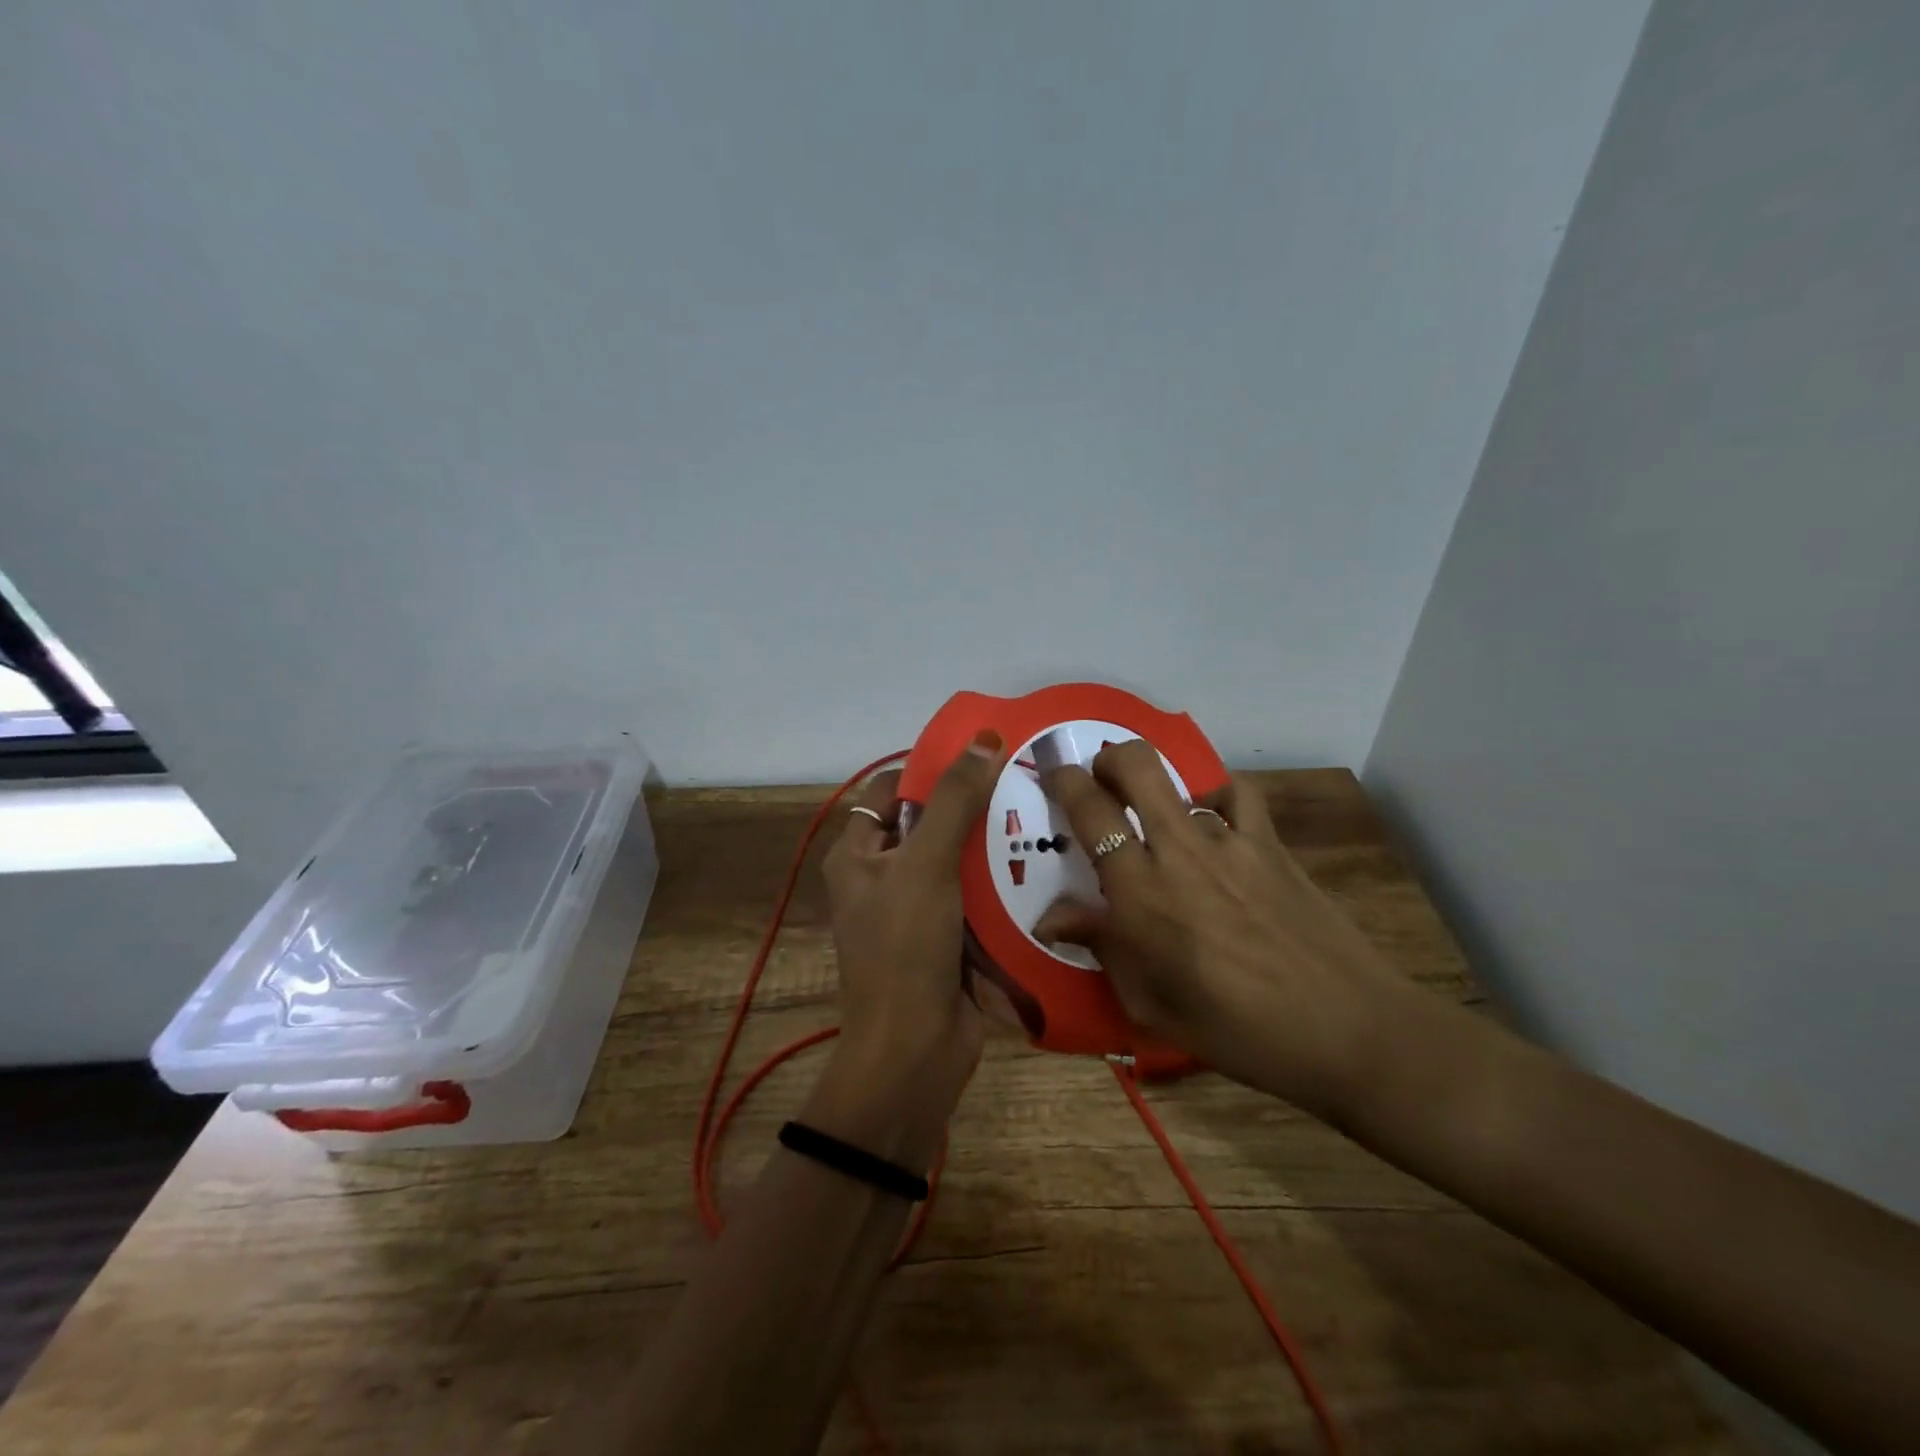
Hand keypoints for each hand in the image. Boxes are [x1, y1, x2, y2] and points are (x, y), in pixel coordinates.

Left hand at [810, 733, 1006, 1164]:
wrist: (915, 1053)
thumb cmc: (905, 948)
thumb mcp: (925, 864)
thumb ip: (954, 801)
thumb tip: (983, 738)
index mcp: (857, 855)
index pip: (890, 790)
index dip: (930, 768)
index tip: (981, 752)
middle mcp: (882, 877)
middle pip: (928, 824)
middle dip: (970, 805)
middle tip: (1023, 779)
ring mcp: (916, 910)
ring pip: (956, 861)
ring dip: (990, 844)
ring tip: (1041, 813)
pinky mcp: (947, 938)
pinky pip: (974, 897)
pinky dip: (999, 882)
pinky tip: (1041, 863)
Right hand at [1037, 740, 1417, 1116]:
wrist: (1346, 1029)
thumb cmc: (1236, 1030)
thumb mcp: (1151, 1004)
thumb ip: (1100, 947)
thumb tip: (1051, 918)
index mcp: (1139, 892)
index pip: (1089, 811)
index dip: (1064, 781)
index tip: (1054, 775)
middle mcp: (1179, 851)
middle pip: (1135, 766)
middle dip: (1108, 758)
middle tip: (1099, 779)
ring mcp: (1230, 841)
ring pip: (1183, 780)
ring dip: (1159, 790)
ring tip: (1158, 819)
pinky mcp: (1271, 844)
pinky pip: (1237, 798)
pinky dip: (1216, 799)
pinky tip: (1215, 823)